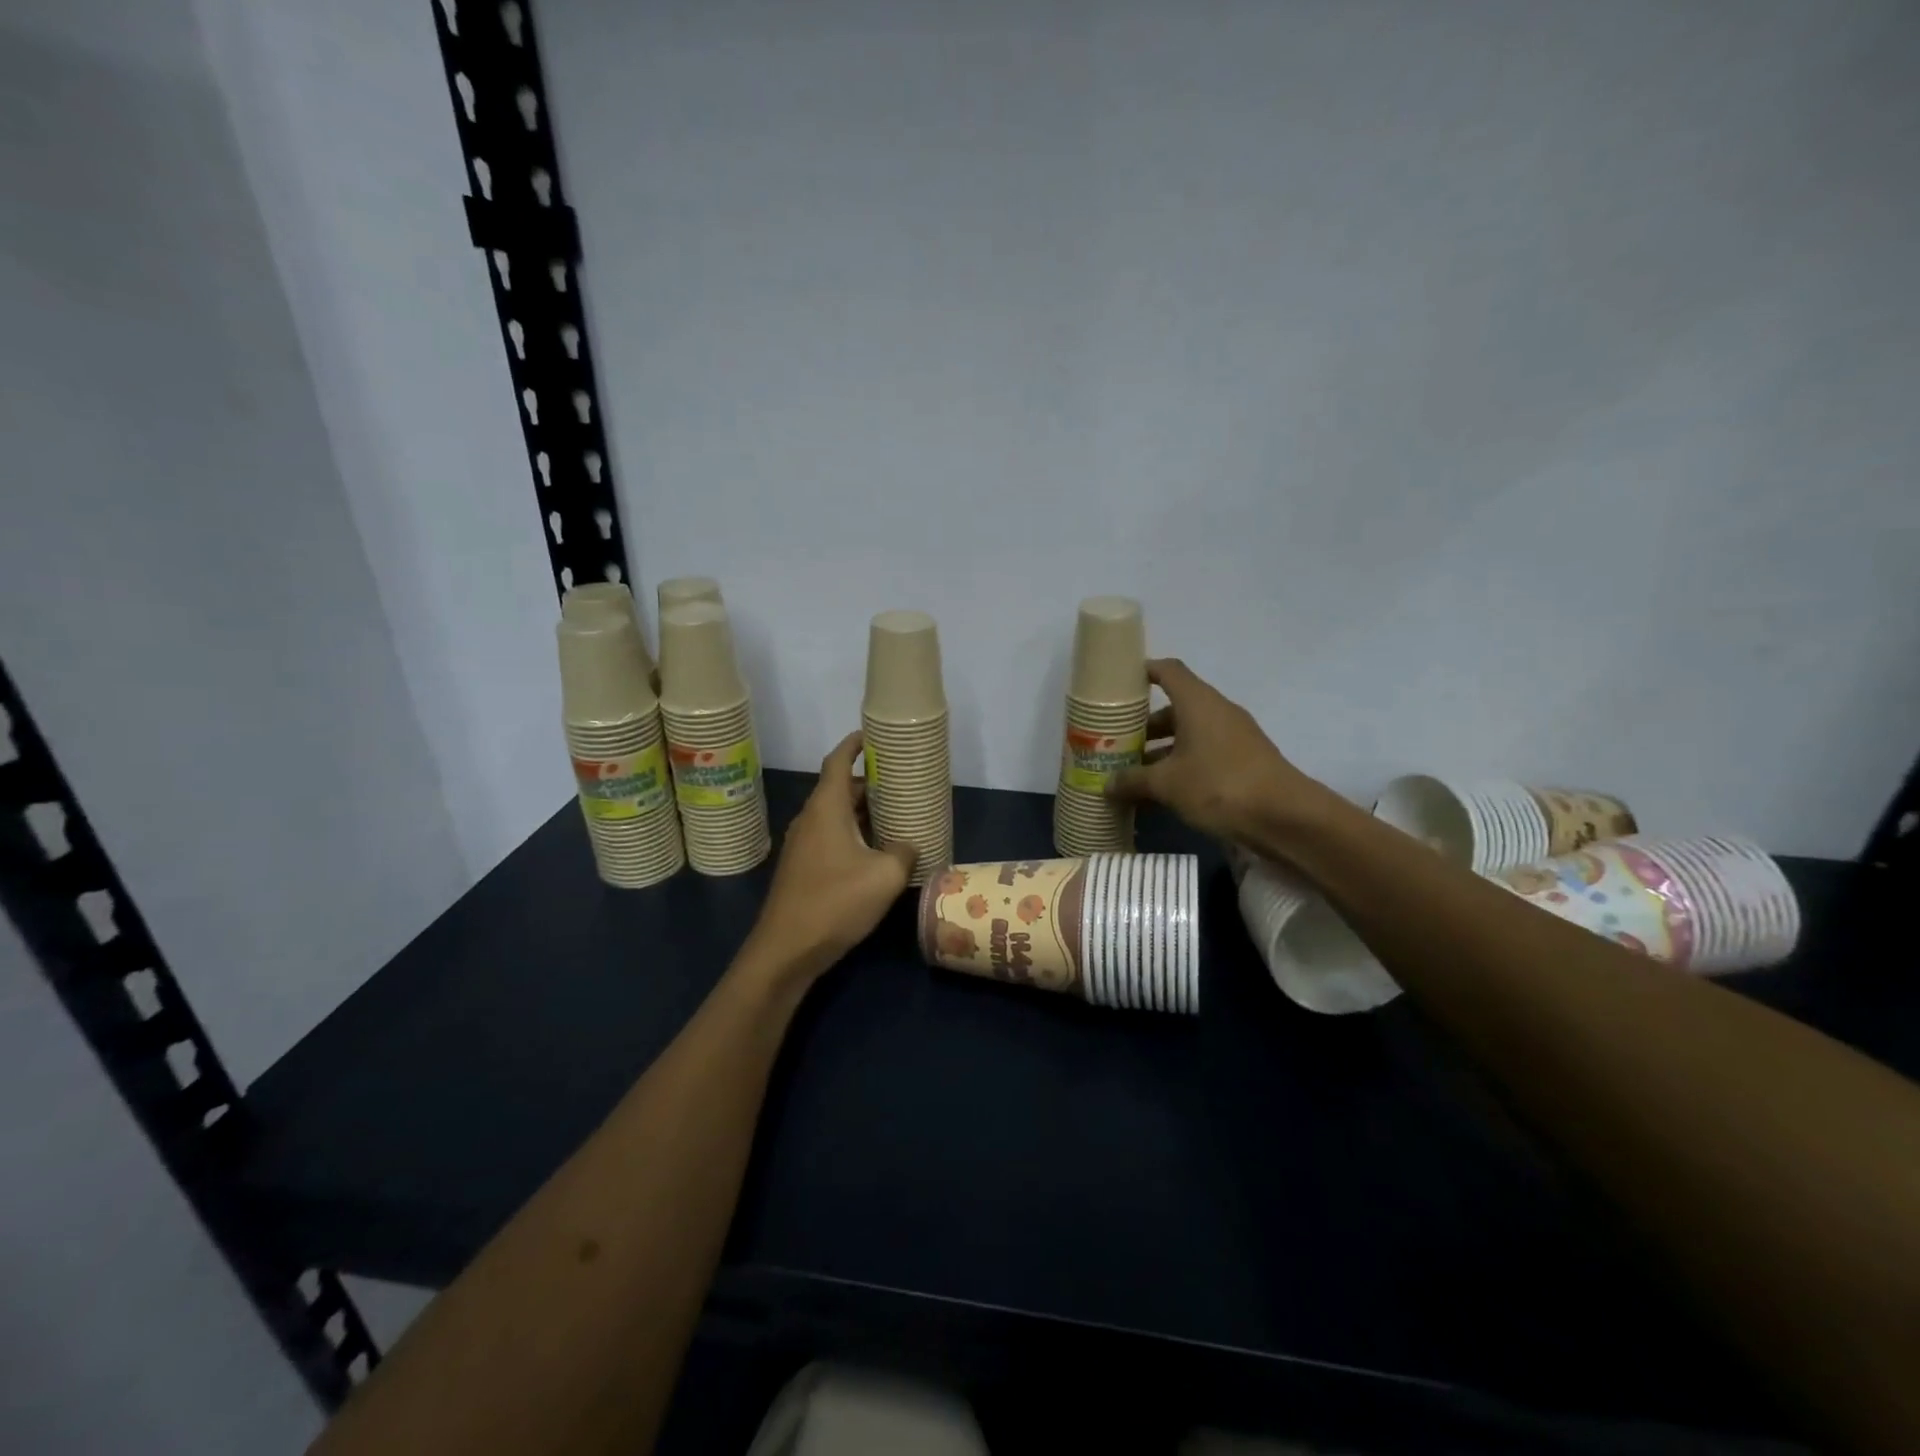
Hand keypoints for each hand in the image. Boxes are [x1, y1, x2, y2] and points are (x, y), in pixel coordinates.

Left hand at [741, 731, 916, 981]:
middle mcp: (810, 819)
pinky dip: (853, 833)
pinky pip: (831, 836)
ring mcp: (802, 844)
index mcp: (826, 808)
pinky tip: (875, 852)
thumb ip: (903, 852)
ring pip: (835, 814)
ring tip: (895, 814)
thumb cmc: (835, 902)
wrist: (786, 949)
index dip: (855, 744)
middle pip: (839, 788)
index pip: (838, 761)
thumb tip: (906, 846)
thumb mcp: (885, 876)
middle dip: (868, 782)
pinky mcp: (802, 868)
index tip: (874, 734)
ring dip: (862, 811)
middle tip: (900, 782)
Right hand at [1106, 658, 1323, 841]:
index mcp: (1198, 703)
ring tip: (1133, 771)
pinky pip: (1203, 754)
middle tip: (1117, 740)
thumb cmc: (1219, 786)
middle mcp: (1217, 712)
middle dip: (1146, 723)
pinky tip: (1162, 791)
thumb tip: (1106, 784)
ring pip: (1189, 734)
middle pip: (1176, 707)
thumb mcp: (1167, 784)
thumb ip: (1133, 781)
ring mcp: (1234, 737)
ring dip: (1162, 749)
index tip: (1120, 682)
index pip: (1169, 671)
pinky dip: (1181, 765)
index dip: (1145, 671)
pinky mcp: (1243, 761)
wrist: (1284, 818)